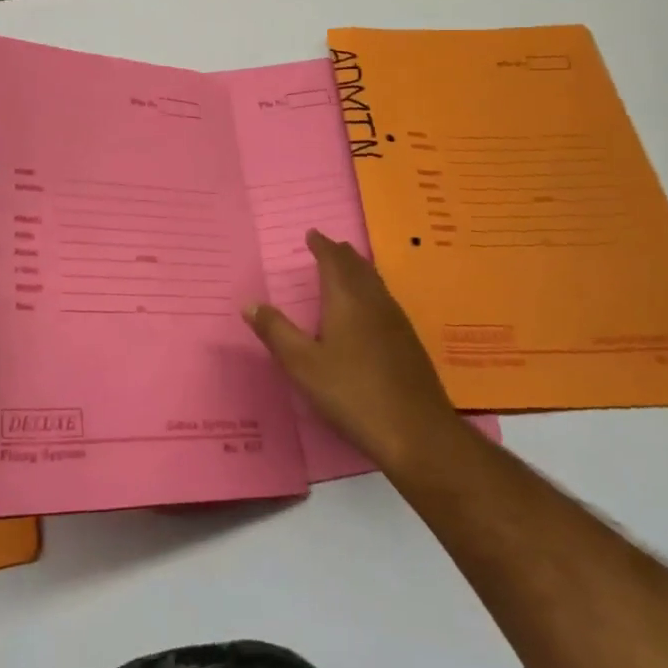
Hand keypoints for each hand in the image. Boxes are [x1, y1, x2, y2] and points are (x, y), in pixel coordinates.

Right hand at [244, 230, 461, 475]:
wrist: (418, 432)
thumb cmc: (353, 394)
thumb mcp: (303, 365)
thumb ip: (276, 332)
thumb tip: (249, 303)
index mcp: (347, 300)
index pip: (333, 261)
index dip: (321, 246)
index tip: (312, 235)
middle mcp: (374, 302)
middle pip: (358, 267)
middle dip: (341, 254)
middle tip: (328, 247)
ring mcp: (396, 322)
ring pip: (375, 283)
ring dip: (358, 270)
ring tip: (347, 270)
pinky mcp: (409, 343)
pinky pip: (385, 300)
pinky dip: (371, 290)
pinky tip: (370, 310)